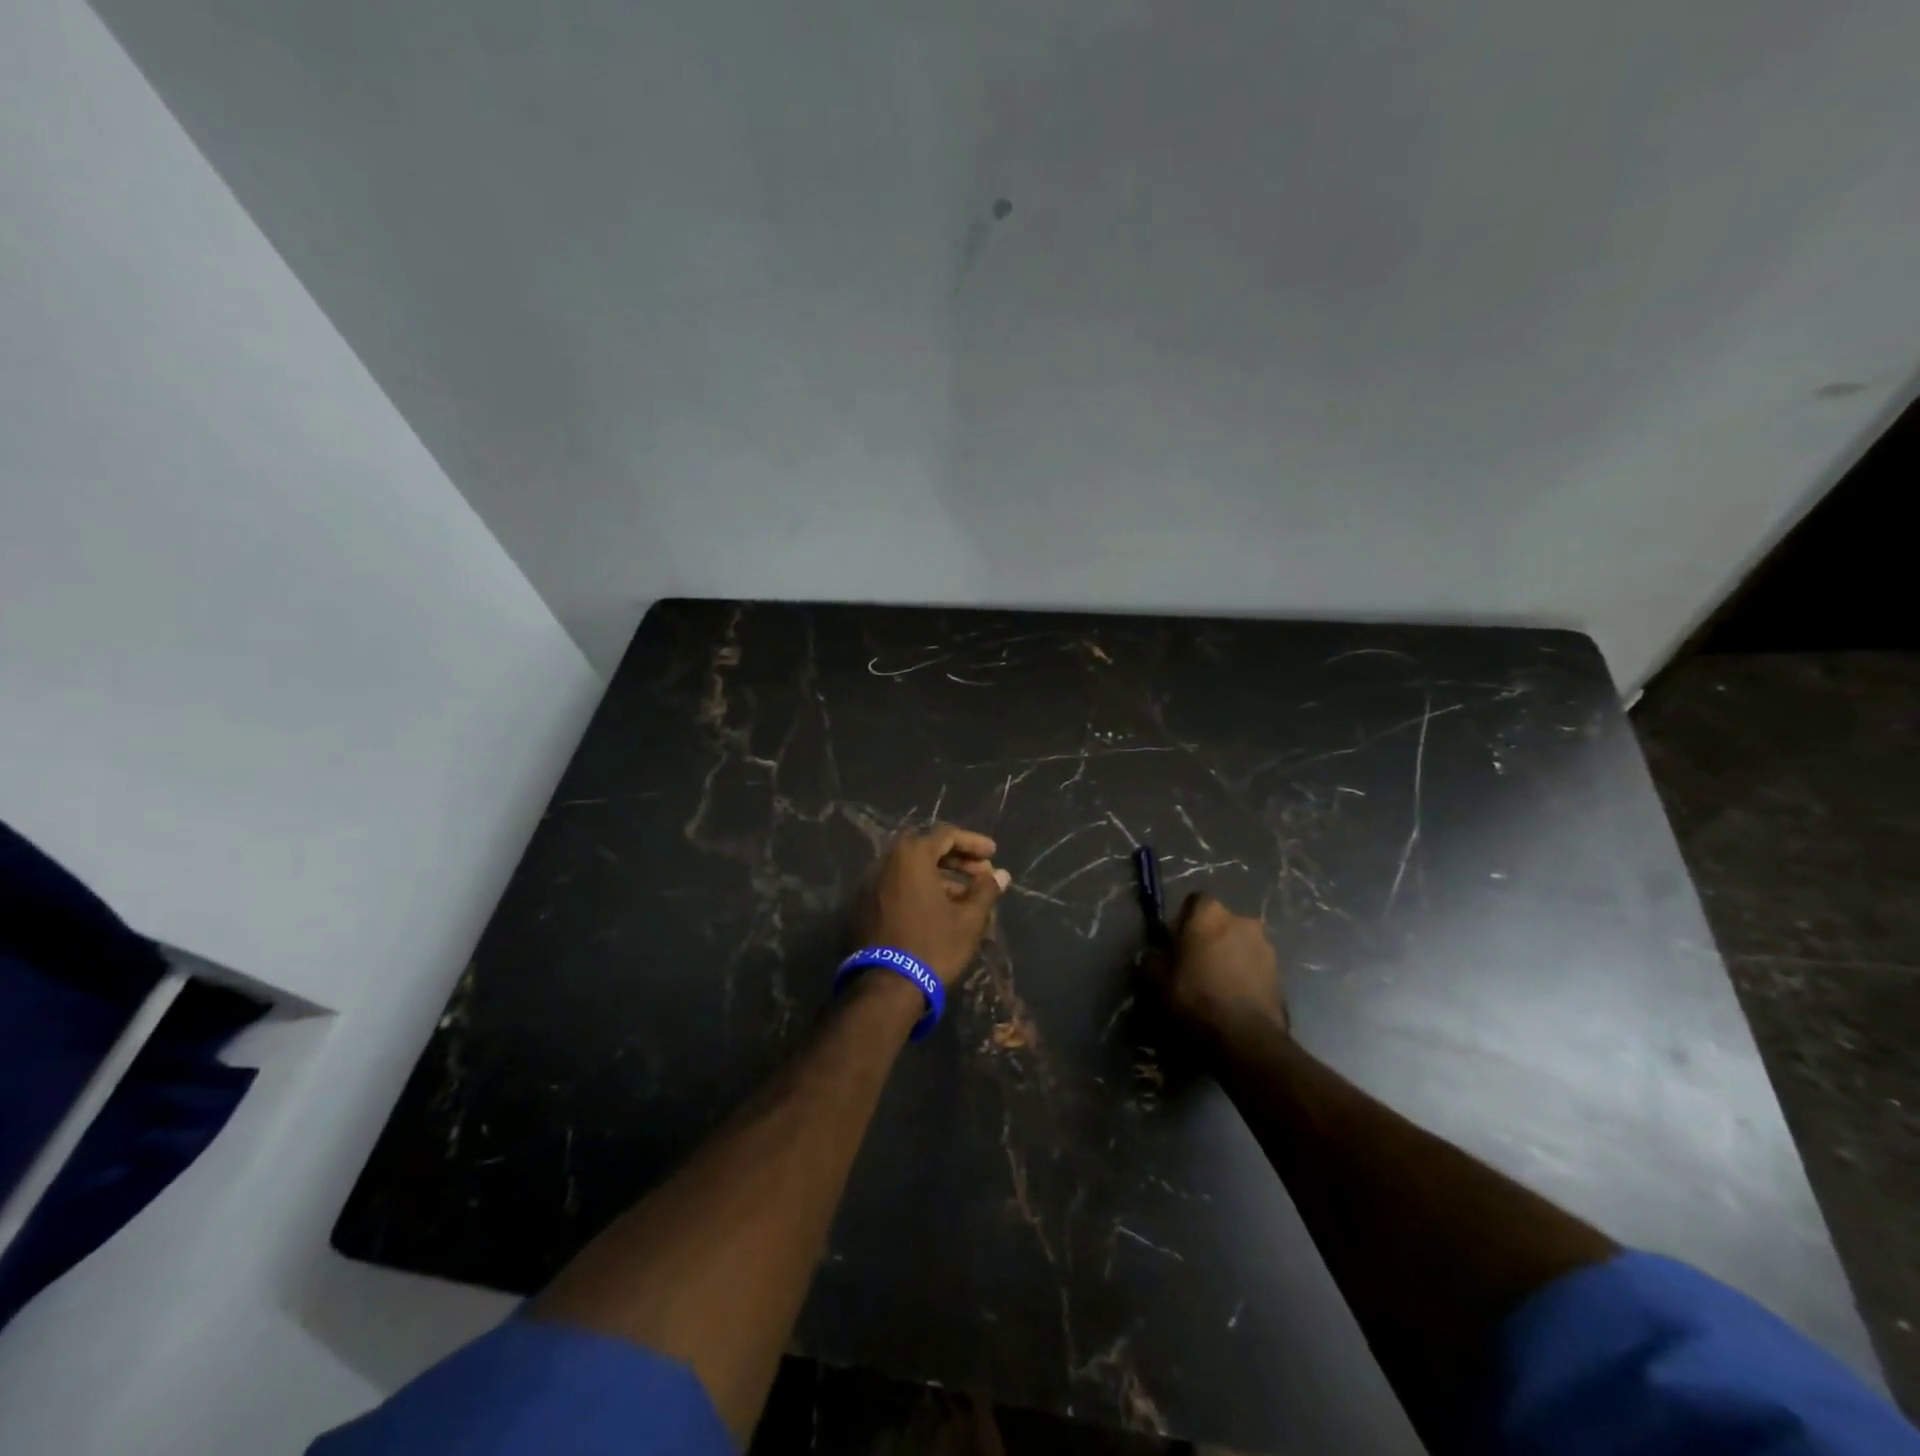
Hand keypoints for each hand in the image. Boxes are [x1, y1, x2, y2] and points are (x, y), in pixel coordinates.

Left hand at [860, 824, 1010, 984]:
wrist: (886, 986)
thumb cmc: (933, 945)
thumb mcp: (969, 919)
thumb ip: (986, 890)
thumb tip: (1001, 874)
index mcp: (911, 856)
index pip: (946, 835)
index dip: (973, 843)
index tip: (994, 854)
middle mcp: (886, 862)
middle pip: (927, 850)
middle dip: (957, 860)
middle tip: (982, 874)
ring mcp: (871, 884)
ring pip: (912, 870)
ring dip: (941, 877)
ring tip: (967, 897)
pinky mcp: (864, 906)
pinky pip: (898, 887)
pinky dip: (921, 890)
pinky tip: (940, 910)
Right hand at [1147, 892, 1287, 1039]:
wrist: (1245, 1039)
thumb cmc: (1195, 998)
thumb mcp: (1156, 979)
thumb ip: (1153, 958)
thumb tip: (1155, 954)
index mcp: (1210, 913)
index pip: (1194, 902)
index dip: (1183, 921)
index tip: (1175, 944)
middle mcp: (1242, 920)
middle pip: (1219, 923)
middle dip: (1209, 939)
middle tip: (1194, 966)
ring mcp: (1266, 946)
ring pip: (1239, 944)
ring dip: (1229, 957)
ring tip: (1216, 986)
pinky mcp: (1280, 974)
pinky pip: (1254, 967)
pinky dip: (1244, 976)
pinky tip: (1233, 999)